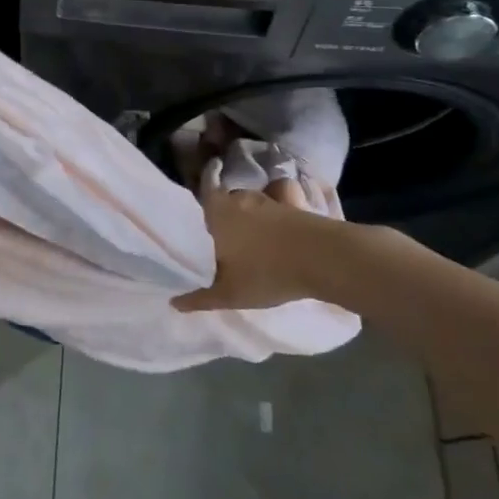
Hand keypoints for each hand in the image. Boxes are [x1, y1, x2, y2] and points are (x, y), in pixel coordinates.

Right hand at [172, 179, 340, 311]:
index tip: (192, 220)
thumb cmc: (266, 272)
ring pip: (247, 206)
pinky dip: (270, 220)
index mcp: (216, 212)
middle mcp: (238, 198)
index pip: (199, 196)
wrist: (324, 258)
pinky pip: (272, 209)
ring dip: (246, 218)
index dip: (196, 205)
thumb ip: (200, 297)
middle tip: (218, 238)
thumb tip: (174, 302)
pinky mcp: (292, 206)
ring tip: (246, 241)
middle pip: (222, 202)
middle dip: (220, 216)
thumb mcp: (229, 294)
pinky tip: (273, 236)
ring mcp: (266, 200)